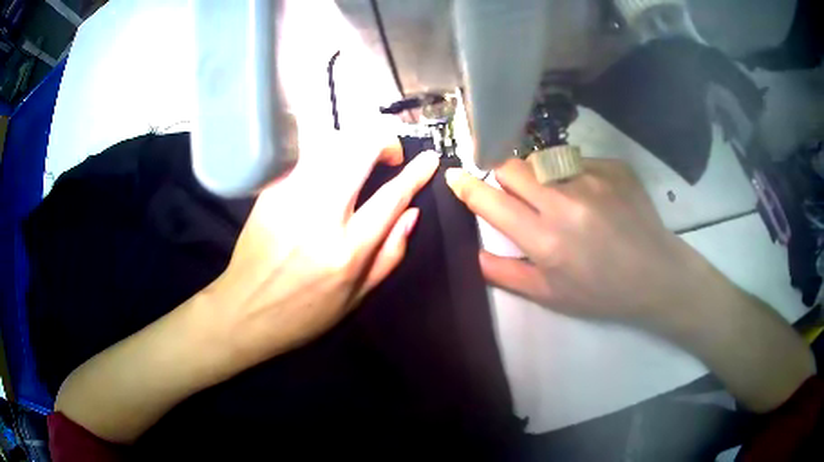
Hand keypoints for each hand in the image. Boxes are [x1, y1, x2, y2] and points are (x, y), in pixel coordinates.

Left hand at [207, 138, 438, 369]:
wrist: (244, 310)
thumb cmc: (303, 313)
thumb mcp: (356, 297)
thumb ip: (389, 254)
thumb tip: (411, 213)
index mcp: (346, 251)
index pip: (391, 198)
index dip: (415, 173)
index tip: (429, 159)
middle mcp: (318, 217)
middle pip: (359, 151)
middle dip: (385, 141)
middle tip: (392, 154)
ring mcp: (289, 198)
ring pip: (331, 144)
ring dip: (356, 142)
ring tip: (363, 158)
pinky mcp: (270, 191)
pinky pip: (306, 155)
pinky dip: (327, 151)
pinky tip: (331, 166)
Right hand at [445, 157, 706, 330]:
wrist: (656, 274)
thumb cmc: (602, 292)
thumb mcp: (551, 295)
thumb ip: (507, 274)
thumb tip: (474, 253)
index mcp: (546, 239)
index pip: (491, 201)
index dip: (467, 186)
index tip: (454, 176)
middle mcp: (565, 202)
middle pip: (512, 166)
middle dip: (502, 174)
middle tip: (513, 191)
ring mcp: (592, 178)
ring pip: (543, 160)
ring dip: (539, 175)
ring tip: (561, 199)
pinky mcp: (613, 167)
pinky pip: (577, 161)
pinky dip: (573, 175)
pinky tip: (593, 197)